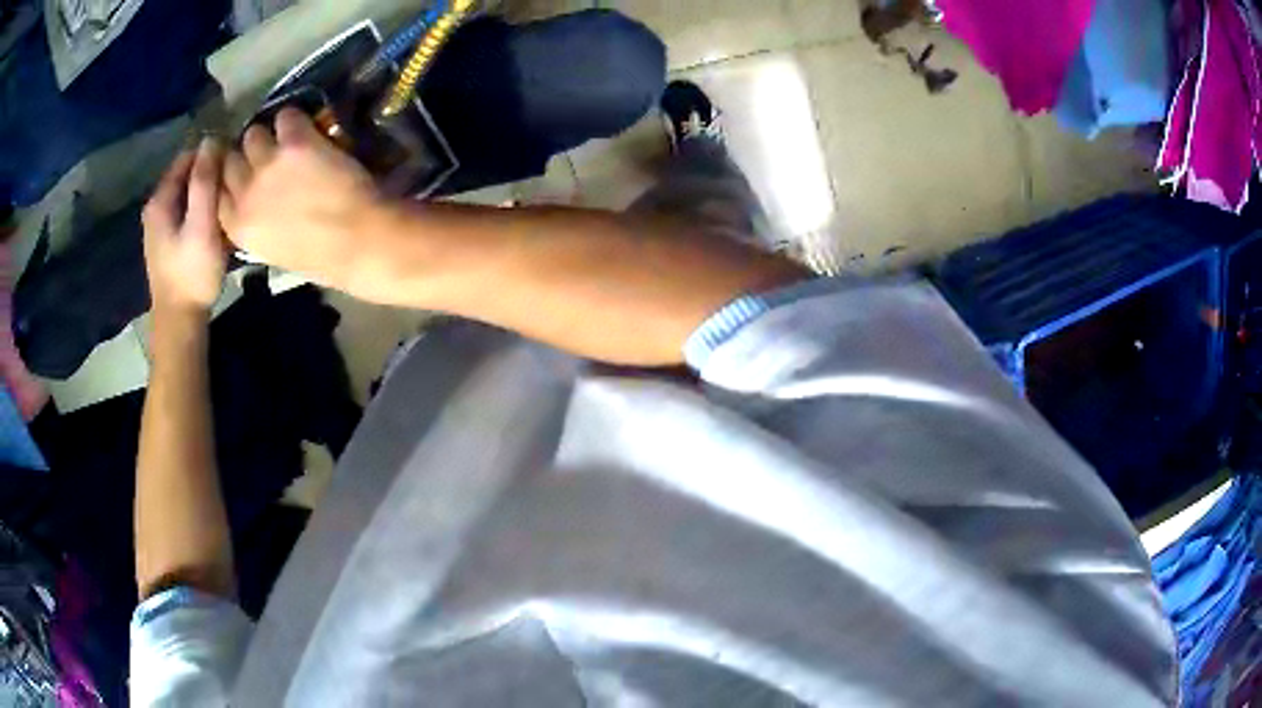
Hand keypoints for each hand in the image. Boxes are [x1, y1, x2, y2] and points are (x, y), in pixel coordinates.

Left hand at [143, 138, 229, 318]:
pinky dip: (201, 210)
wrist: (179, 321)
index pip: (188, 156)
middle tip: (234, 187)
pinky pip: (187, 211)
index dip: (212, 154)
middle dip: (210, 174)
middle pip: (187, 174)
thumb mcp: (202, 224)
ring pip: (188, 194)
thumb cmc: (191, 272)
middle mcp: (155, 207)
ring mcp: (159, 226)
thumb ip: (204, 181)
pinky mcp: (166, 241)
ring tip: (228, 205)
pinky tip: (216, 224)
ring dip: (208, 194)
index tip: (234, 163)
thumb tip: (212, 139)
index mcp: (160, 199)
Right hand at [219, 108, 383, 293]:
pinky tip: (307, 129)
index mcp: (236, 227)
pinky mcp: (296, 143)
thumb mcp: (271, 248)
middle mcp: (244, 194)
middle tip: (266, 153)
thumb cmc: (321, 256)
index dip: (230, 177)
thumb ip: (254, 221)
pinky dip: (295, 120)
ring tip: (286, 140)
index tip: (242, 170)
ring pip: (254, 134)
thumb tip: (250, 198)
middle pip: (231, 158)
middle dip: (246, 154)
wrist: (360, 241)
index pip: (216, 190)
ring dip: (269, 135)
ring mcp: (268, 165)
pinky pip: (287, 116)